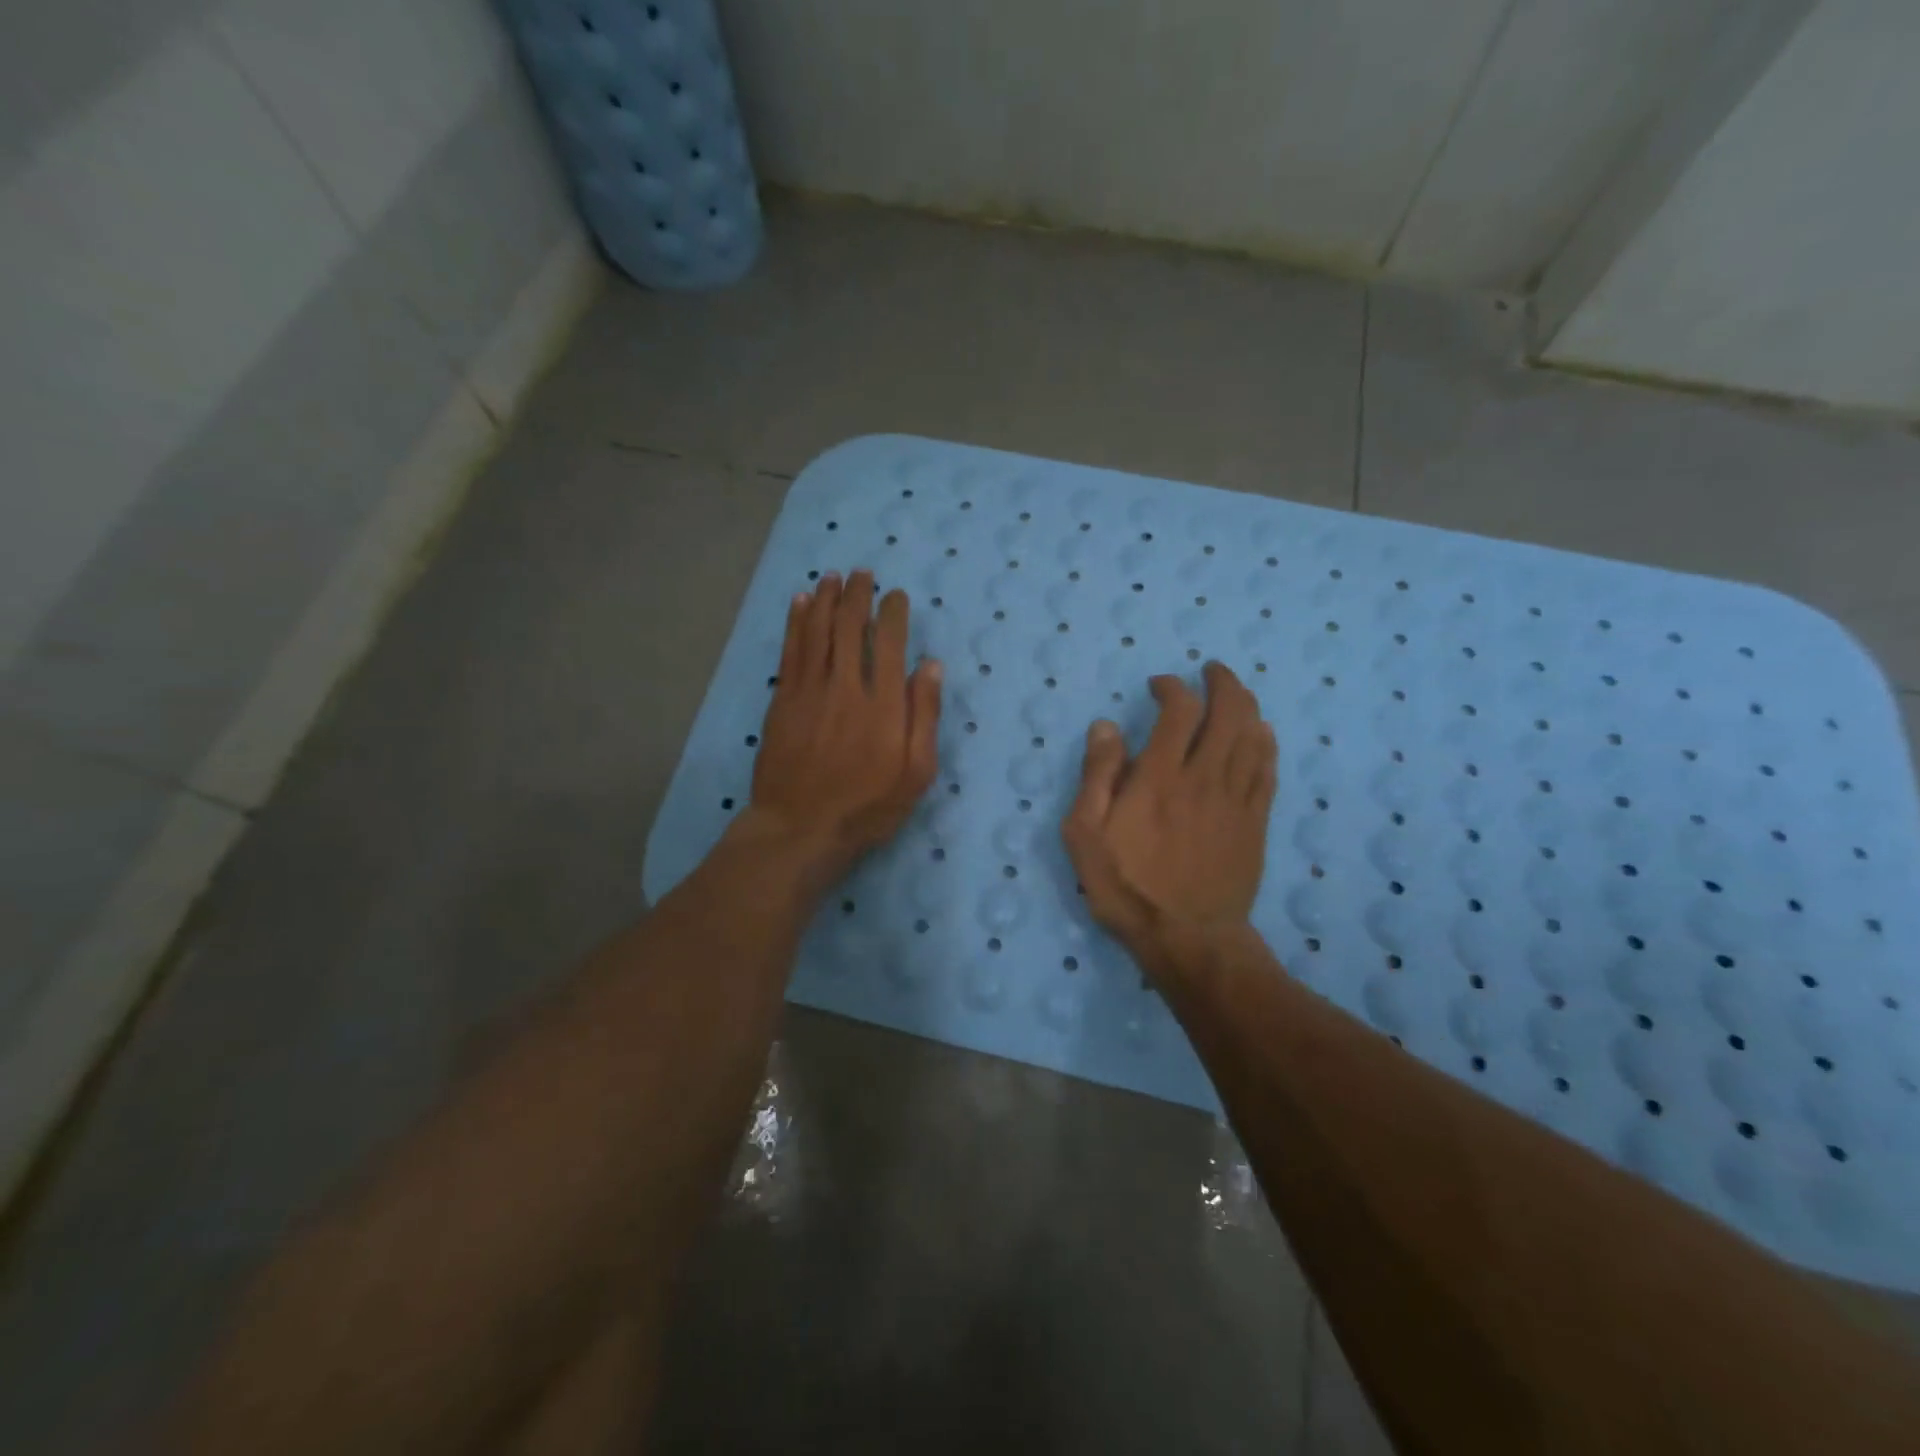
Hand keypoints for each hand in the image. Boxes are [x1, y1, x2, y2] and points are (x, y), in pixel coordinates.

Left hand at [744, 569, 941, 885]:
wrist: (801, 828)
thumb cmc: (867, 807)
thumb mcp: (916, 773)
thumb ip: (925, 716)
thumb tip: (931, 665)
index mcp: (884, 704)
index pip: (891, 643)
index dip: (894, 614)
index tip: (896, 596)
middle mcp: (847, 686)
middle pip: (851, 628)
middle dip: (858, 596)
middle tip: (862, 574)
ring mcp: (810, 691)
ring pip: (818, 631)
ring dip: (826, 599)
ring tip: (832, 577)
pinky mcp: (783, 701)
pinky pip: (791, 650)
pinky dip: (796, 622)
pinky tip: (800, 603)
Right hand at [1062, 663, 1277, 974]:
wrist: (1188, 938)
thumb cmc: (1127, 887)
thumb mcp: (1085, 834)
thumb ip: (1097, 776)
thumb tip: (1107, 726)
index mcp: (1159, 777)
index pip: (1178, 711)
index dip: (1172, 687)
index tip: (1159, 685)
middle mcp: (1204, 778)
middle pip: (1228, 713)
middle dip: (1222, 683)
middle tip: (1211, 672)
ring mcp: (1236, 800)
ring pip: (1253, 736)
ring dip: (1246, 706)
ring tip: (1235, 693)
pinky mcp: (1255, 823)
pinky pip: (1268, 770)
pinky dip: (1265, 743)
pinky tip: (1261, 734)